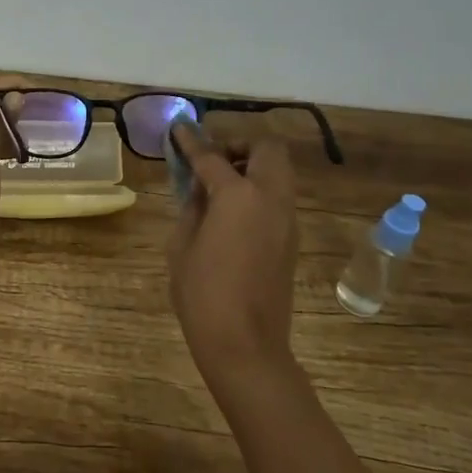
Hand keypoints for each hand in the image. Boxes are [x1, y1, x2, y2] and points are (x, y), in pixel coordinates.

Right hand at [167, 119, 299, 392]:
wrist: (246, 345)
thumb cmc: (203, 294)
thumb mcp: (182, 245)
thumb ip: (192, 206)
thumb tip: (199, 187)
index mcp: (238, 196)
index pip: (212, 156)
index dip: (192, 140)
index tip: (180, 128)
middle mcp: (270, 198)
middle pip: (266, 149)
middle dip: (238, 145)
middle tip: (212, 159)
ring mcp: (287, 219)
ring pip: (279, 171)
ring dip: (252, 166)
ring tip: (219, 185)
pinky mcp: (291, 238)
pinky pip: (278, 197)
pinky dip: (259, 190)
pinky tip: (232, 212)